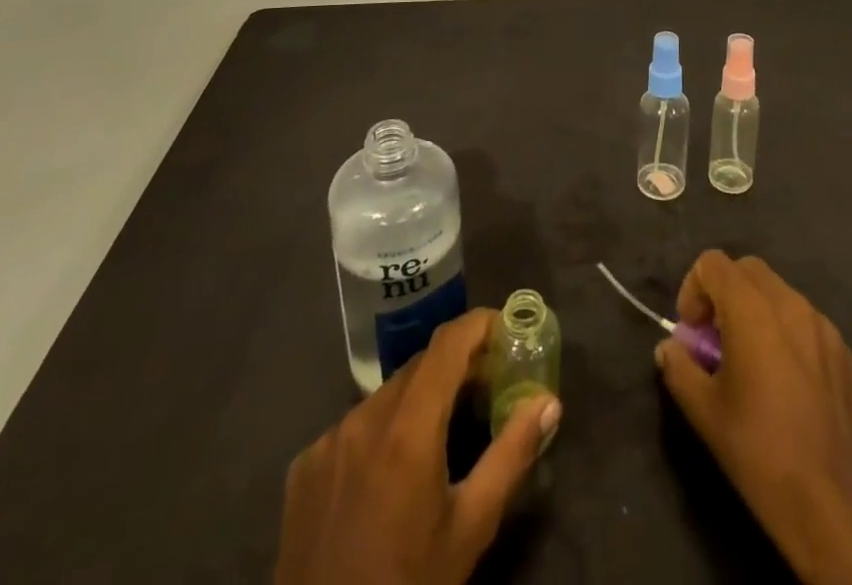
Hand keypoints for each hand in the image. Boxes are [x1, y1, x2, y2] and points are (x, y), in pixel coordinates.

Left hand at [275, 308, 560, 584]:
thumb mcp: (471, 526)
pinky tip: (391, 473)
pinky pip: (353, 427)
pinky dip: (382, 430)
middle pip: (419, 367)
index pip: (448, 343)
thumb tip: (549, 401)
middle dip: (457, 366)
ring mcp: (327, 440)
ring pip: (386, 395)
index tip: (507, 329)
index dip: (479, 325)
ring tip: (443, 433)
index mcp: (408, 427)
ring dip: (420, 399)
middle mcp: (364, 417)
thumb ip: (512, 454)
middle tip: (488, 386)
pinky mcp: (303, 465)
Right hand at [655, 252, 851, 584]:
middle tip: (716, 340)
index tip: (692, 332)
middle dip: (724, 293)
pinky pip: (805, 321)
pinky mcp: (844, 351)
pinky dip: (785, 331)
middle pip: (747, 270)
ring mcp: (822, 325)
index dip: (694, 289)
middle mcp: (790, 303)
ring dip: (755, 310)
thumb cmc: (759, 451)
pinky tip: (786, 381)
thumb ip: (678, 366)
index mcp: (752, 309)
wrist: (832, 504)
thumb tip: (670, 347)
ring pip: (778, 292)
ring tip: (751, 361)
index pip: (713, 263)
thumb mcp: (703, 411)